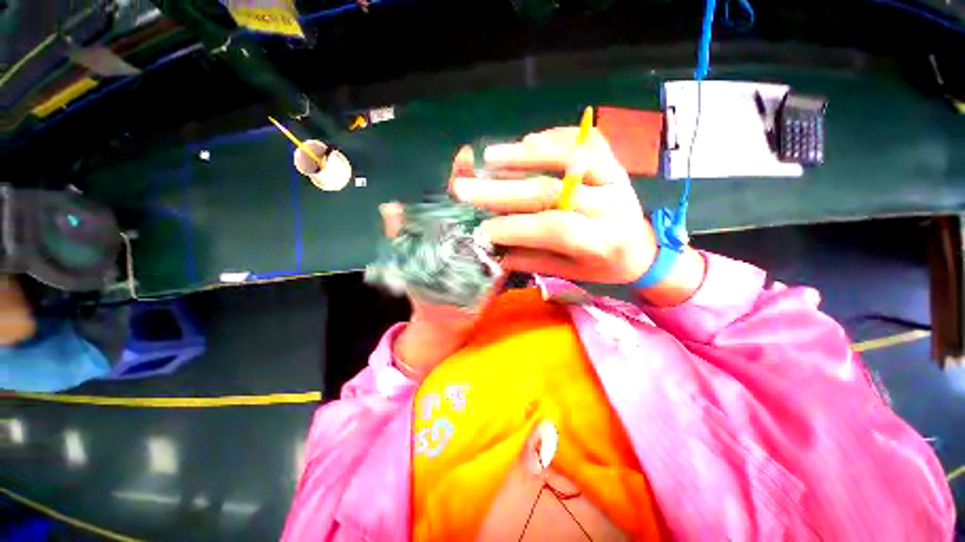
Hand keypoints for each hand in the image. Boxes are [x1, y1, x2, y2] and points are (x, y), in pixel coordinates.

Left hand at [380, 147, 500, 377]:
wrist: (443, 318)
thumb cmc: (424, 287)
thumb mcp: (408, 258)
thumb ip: (400, 234)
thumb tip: (388, 206)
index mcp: (450, 227)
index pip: (457, 196)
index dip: (461, 176)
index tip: (466, 154)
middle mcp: (473, 232)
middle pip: (484, 204)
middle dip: (492, 184)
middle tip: (504, 164)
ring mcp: (490, 247)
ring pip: (501, 222)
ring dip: (510, 205)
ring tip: (523, 186)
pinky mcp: (502, 264)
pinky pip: (512, 248)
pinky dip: (519, 235)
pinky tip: (531, 221)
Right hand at [451, 127, 656, 283]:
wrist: (644, 248)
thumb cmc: (604, 266)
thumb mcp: (571, 273)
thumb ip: (533, 259)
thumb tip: (494, 249)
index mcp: (601, 240)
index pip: (554, 228)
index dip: (515, 228)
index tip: (481, 230)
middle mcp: (610, 203)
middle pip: (552, 190)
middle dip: (502, 190)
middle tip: (464, 188)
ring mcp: (614, 174)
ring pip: (568, 156)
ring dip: (523, 156)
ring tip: (488, 158)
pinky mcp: (613, 159)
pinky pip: (583, 138)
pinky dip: (551, 137)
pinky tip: (525, 142)